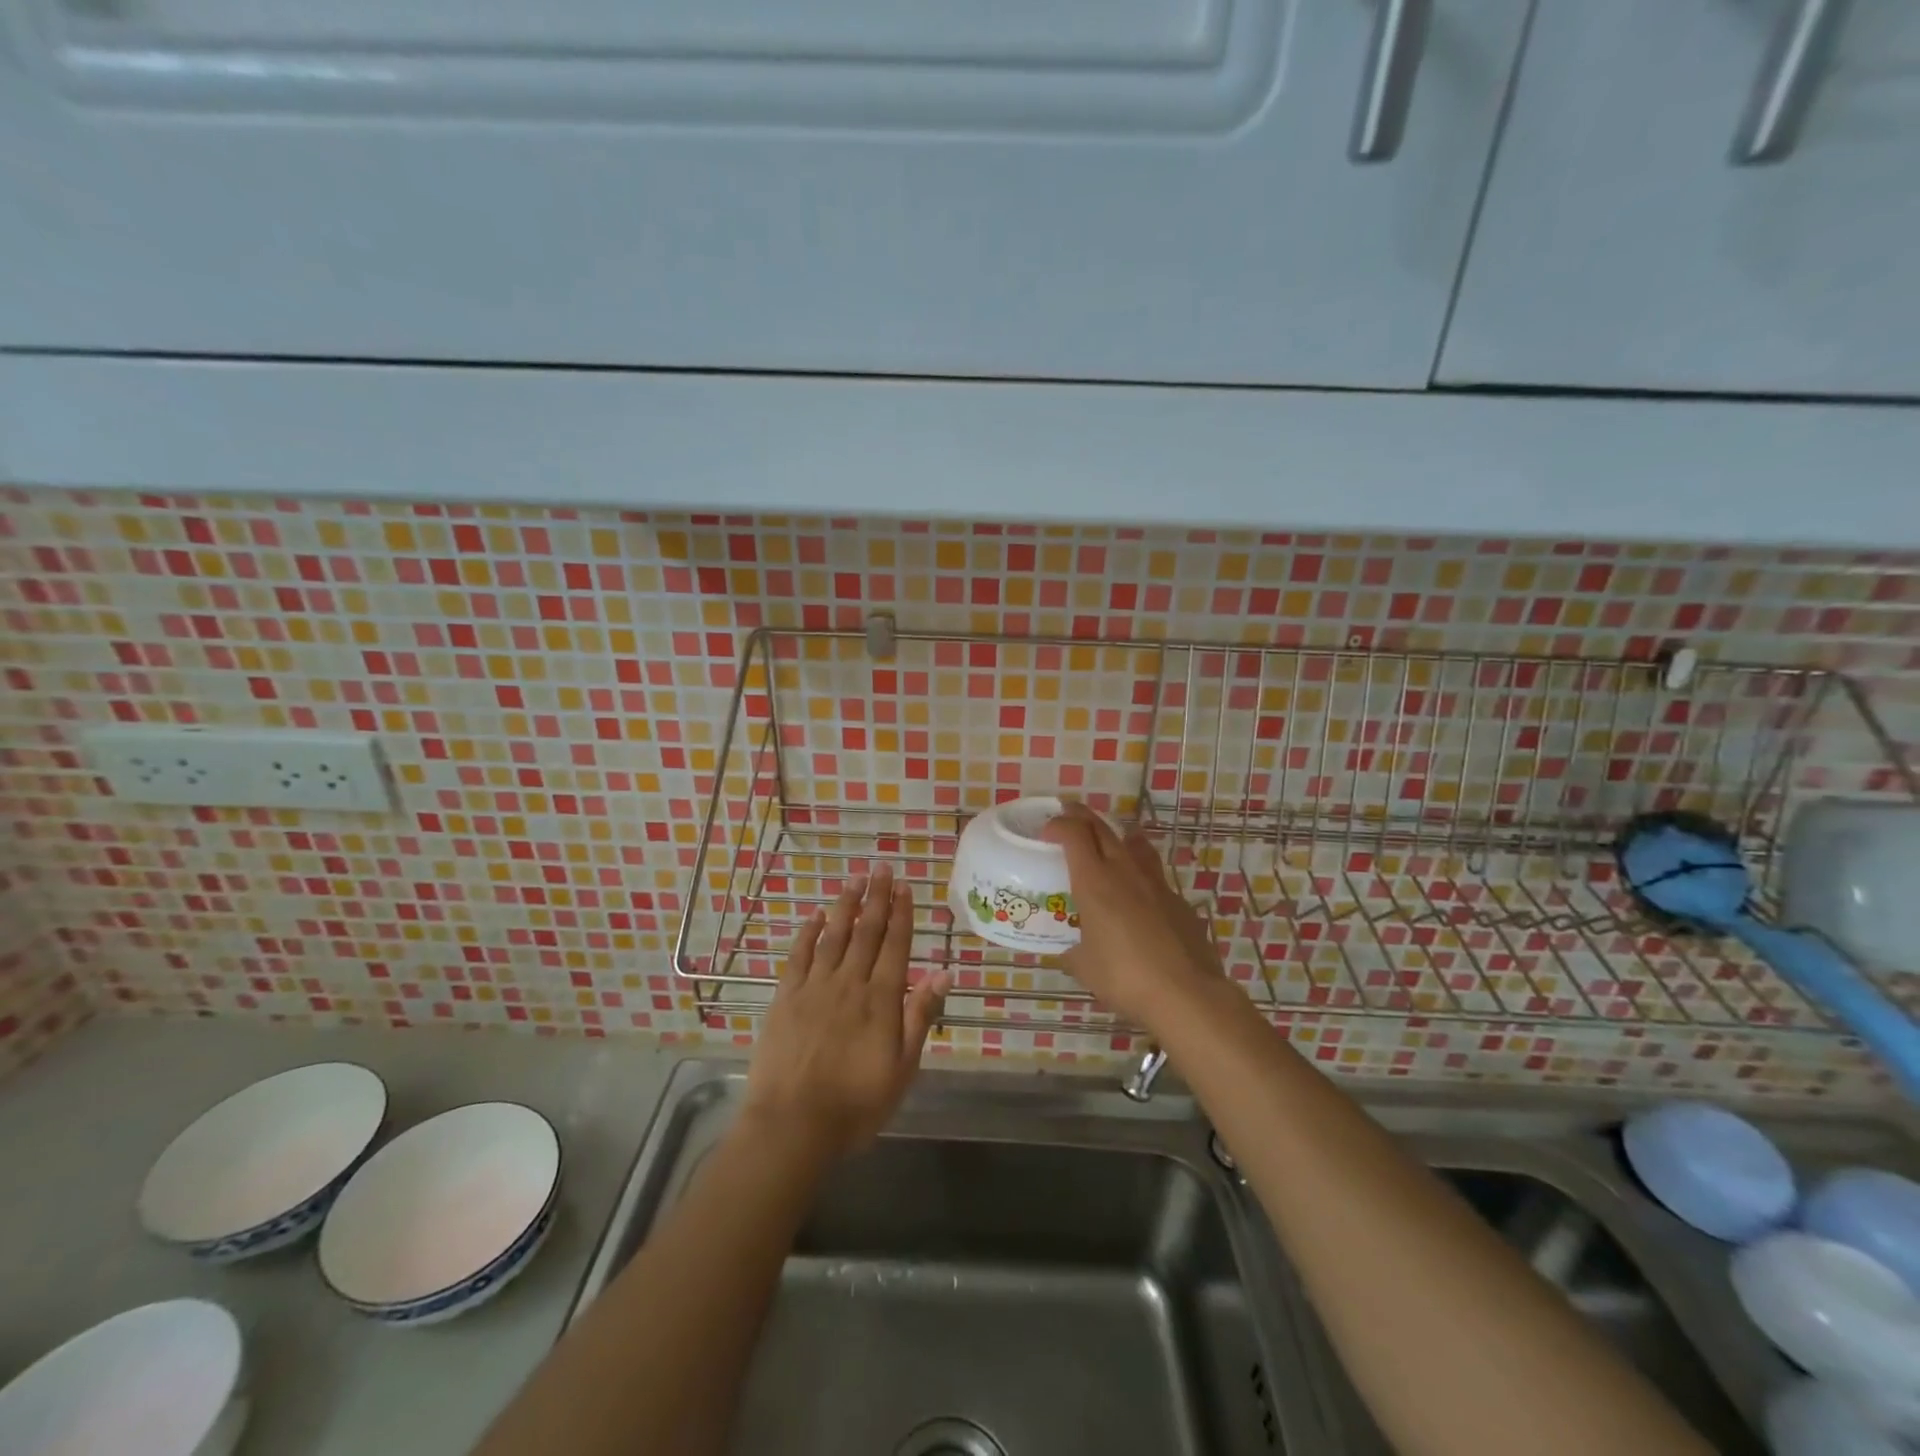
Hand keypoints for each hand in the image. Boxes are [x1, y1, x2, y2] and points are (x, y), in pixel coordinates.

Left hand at [741, 865, 949, 1162]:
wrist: (793, 1125)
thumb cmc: (856, 1103)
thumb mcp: (903, 1068)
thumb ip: (920, 1016)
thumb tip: (943, 972)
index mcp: (881, 999)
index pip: (895, 946)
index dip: (902, 914)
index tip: (905, 887)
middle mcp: (850, 983)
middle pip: (867, 932)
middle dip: (877, 898)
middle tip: (882, 868)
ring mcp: (815, 987)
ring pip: (834, 936)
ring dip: (845, 906)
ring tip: (854, 880)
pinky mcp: (785, 997)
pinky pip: (799, 956)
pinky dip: (807, 933)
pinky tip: (814, 916)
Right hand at [1043, 803, 1225, 1030]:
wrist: (1186, 993)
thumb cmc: (1125, 977)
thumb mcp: (1085, 968)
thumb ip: (1073, 954)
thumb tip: (1067, 954)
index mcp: (1095, 882)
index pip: (1074, 834)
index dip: (1059, 824)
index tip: (1047, 829)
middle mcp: (1125, 872)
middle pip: (1102, 829)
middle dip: (1083, 817)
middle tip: (1070, 814)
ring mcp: (1157, 884)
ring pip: (1136, 844)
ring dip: (1119, 834)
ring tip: (1112, 837)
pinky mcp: (1179, 901)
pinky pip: (1155, 876)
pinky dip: (1141, 874)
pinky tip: (1139, 894)